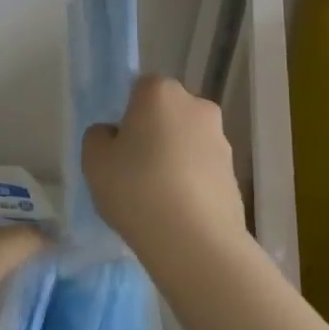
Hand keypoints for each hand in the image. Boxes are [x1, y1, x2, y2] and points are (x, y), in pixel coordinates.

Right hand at [81, 76, 246, 259]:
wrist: (195, 241)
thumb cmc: (136, 188)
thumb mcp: (94, 159)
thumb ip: (99, 137)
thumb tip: (115, 135)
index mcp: (160, 92)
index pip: (140, 88)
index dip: (127, 114)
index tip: (118, 143)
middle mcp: (197, 106)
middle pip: (168, 113)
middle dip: (154, 132)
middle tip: (133, 168)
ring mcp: (221, 140)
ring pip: (187, 141)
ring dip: (174, 158)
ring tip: (155, 196)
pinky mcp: (235, 174)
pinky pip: (202, 169)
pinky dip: (190, 182)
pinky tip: (176, 211)